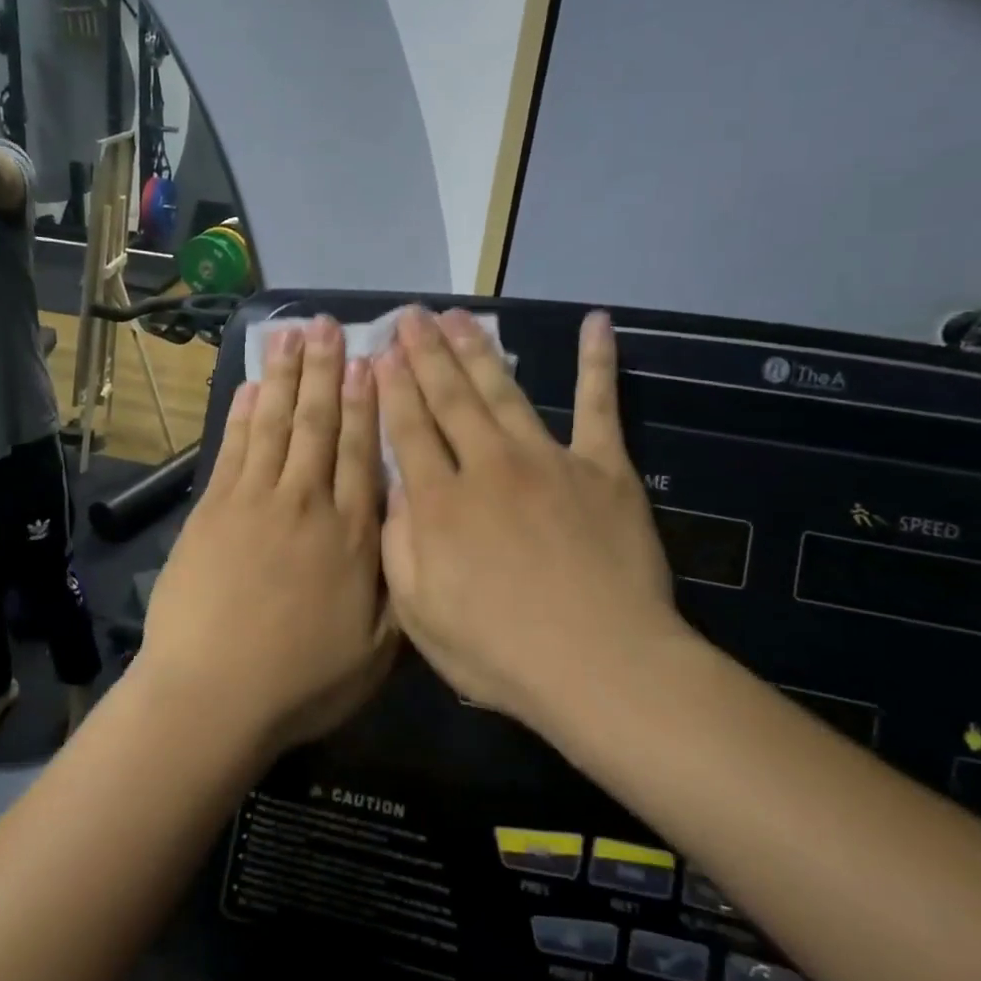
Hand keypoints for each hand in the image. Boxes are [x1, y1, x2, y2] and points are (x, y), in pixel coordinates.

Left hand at [137, 316, 396, 753]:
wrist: (212, 694)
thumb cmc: (300, 682)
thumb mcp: (376, 651)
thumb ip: (397, 584)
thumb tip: (410, 529)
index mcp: (352, 535)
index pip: (365, 452)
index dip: (367, 403)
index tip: (369, 361)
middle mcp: (306, 503)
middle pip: (319, 424)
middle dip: (325, 371)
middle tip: (326, 326)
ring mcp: (254, 501)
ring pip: (276, 425)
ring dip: (285, 378)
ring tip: (291, 336)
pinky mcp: (212, 509)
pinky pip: (234, 448)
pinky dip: (244, 414)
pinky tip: (253, 387)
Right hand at [376, 308, 693, 728]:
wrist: (601, 664)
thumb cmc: (500, 651)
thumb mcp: (418, 613)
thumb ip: (398, 545)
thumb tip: (394, 489)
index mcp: (440, 502)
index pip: (408, 430)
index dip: (391, 388)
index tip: (378, 353)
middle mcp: (488, 466)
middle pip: (450, 399)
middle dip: (426, 353)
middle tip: (411, 315)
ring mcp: (548, 460)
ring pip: (503, 392)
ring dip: (478, 350)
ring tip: (458, 316)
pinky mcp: (602, 468)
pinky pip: (598, 406)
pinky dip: (598, 363)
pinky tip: (596, 323)